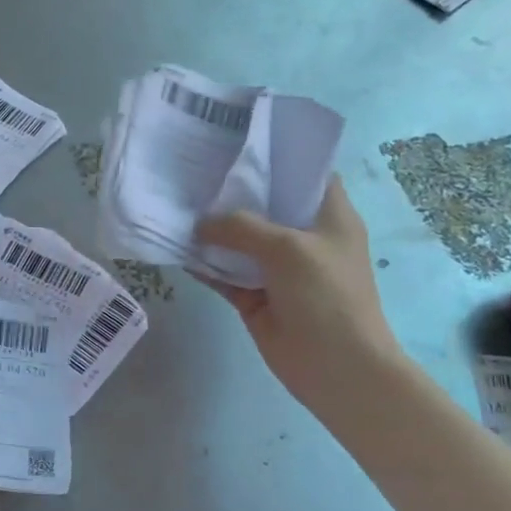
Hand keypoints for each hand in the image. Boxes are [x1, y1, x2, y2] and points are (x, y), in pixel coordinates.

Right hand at [194, 176, 404, 411]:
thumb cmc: (326, 295)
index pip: (305, 174)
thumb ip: (241, 227)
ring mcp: (276, 268)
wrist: (335, 366)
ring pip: (238, 241)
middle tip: (192, 170)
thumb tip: (199, 224)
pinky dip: (203, 264)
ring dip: (210, 230)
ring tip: (175, 204)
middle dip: (230, 191)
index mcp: (328, 216)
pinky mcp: (254, 296)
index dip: (276, 157)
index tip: (236, 144)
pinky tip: (175, 249)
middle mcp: (302, 237)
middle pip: (263, 205)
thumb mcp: (287, 248)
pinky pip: (223, 273)